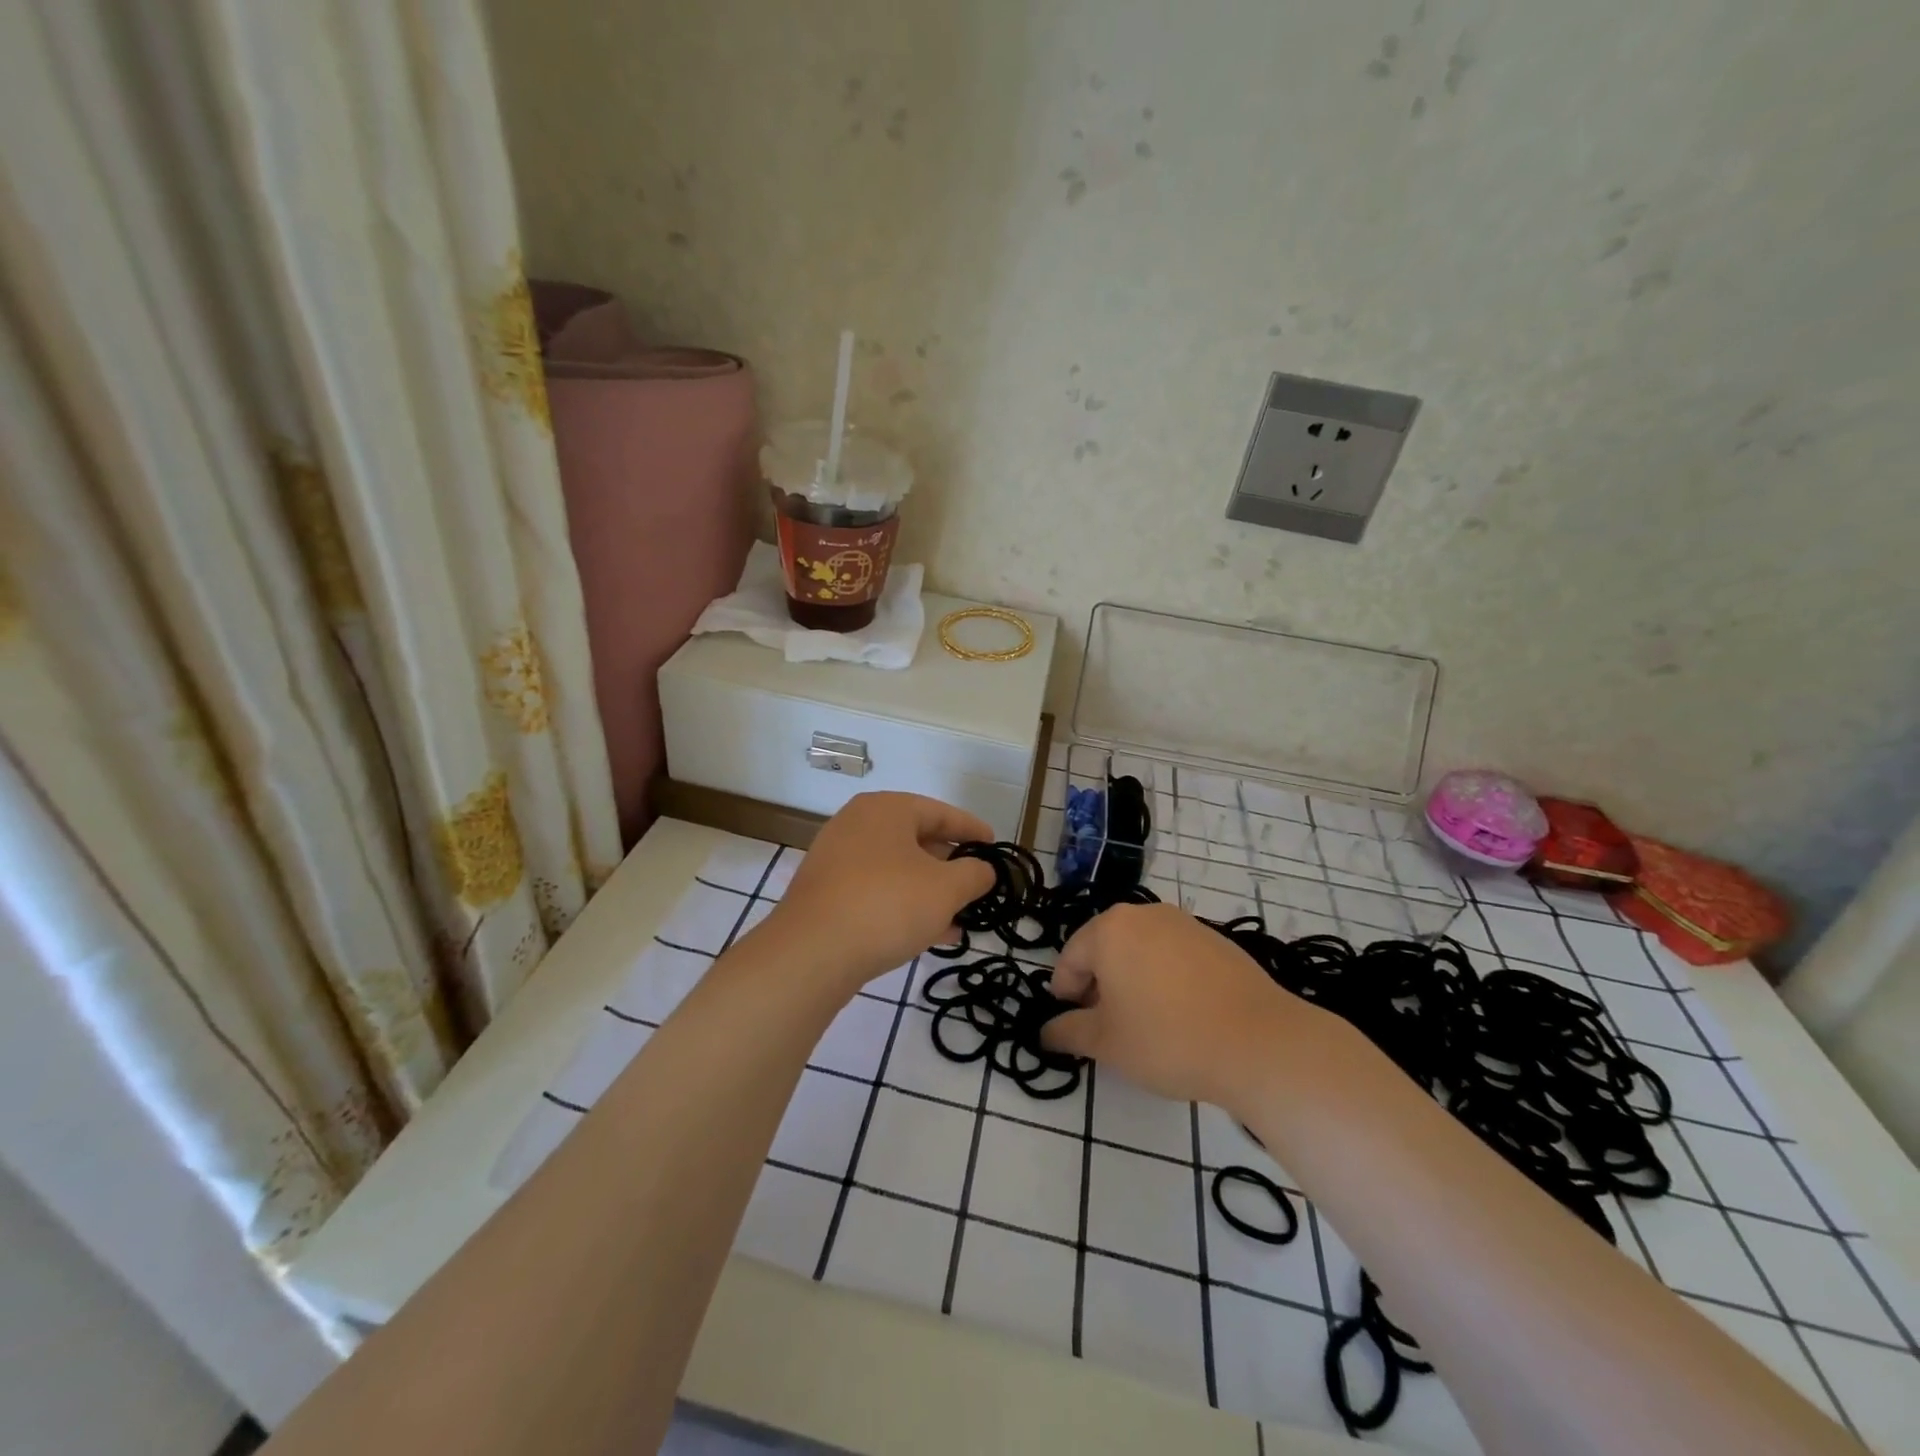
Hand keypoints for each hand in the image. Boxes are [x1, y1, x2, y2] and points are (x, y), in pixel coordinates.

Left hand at [766, 792, 996, 998]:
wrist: (811, 953)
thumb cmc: (887, 905)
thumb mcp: (946, 889)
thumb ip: (974, 874)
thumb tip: (983, 870)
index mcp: (886, 809)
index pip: (940, 812)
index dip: (972, 829)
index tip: (994, 846)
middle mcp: (857, 825)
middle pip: (916, 840)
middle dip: (949, 866)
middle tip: (976, 885)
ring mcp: (836, 859)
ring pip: (897, 870)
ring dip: (929, 892)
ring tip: (960, 919)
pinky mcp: (825, 893)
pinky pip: (875, 891)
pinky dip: (903, 905)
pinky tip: (928, 935)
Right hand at [1042, 903, 1318, 1112]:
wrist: (1258, 1043)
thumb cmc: (1167, 1038)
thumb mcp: (1107, 1043)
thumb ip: (1068, 1032)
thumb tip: (1045, 1033)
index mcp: (1109, 929)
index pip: (1070, 957)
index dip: (1065, 993)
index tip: (1073, 1024)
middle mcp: (1144, 914)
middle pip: (1105, 947)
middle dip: (1098, 984)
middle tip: (1105, 1026)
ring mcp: (1184, 923)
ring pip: (1140, 949)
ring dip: (1131, 980)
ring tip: (1143, 1022)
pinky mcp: (1216, 940)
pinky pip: (1173, 955)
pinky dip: (1164, 978)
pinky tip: (1179, 1014)